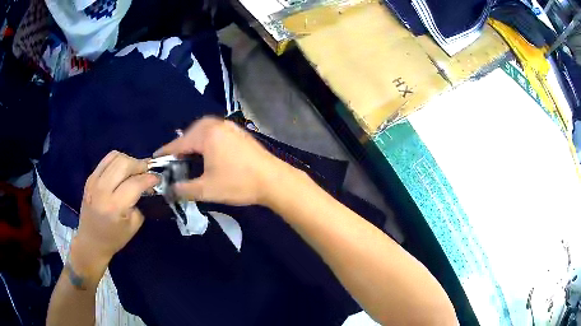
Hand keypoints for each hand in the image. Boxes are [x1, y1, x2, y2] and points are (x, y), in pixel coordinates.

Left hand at [74, 151, 158, 271]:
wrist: (91, 240)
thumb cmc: (115, 238)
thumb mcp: (134, 225)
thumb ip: (140, 203)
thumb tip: (147, 186)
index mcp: (115, 207)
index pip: (135, 183)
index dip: (149, 178)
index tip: (158, 178)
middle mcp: (103, 190)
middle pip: (124, 164)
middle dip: (139, 164)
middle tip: (147, 171)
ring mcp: (94, 182)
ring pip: (115, 157)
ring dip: (128, 160)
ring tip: (134, 169)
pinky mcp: (90, 178)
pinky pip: (106, 160)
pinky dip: (117, 161)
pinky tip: (121, 171)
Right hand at [154, 117, 293, 205]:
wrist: (274, 180)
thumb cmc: (238, 183)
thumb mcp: (207, 189)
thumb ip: (184, 189)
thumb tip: (170, 190)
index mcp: (206, 134)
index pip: (179, 143)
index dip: (166, 152)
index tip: (155, 158)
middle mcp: (217, 124)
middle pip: (191, 133)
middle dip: (181, 146)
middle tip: (174, 160)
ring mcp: (230, 126)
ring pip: (204, 131)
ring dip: (194, 142)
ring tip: (188, 157)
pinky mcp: (239, 132)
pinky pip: (216, 132)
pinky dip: (207, 140)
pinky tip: (208, 152)